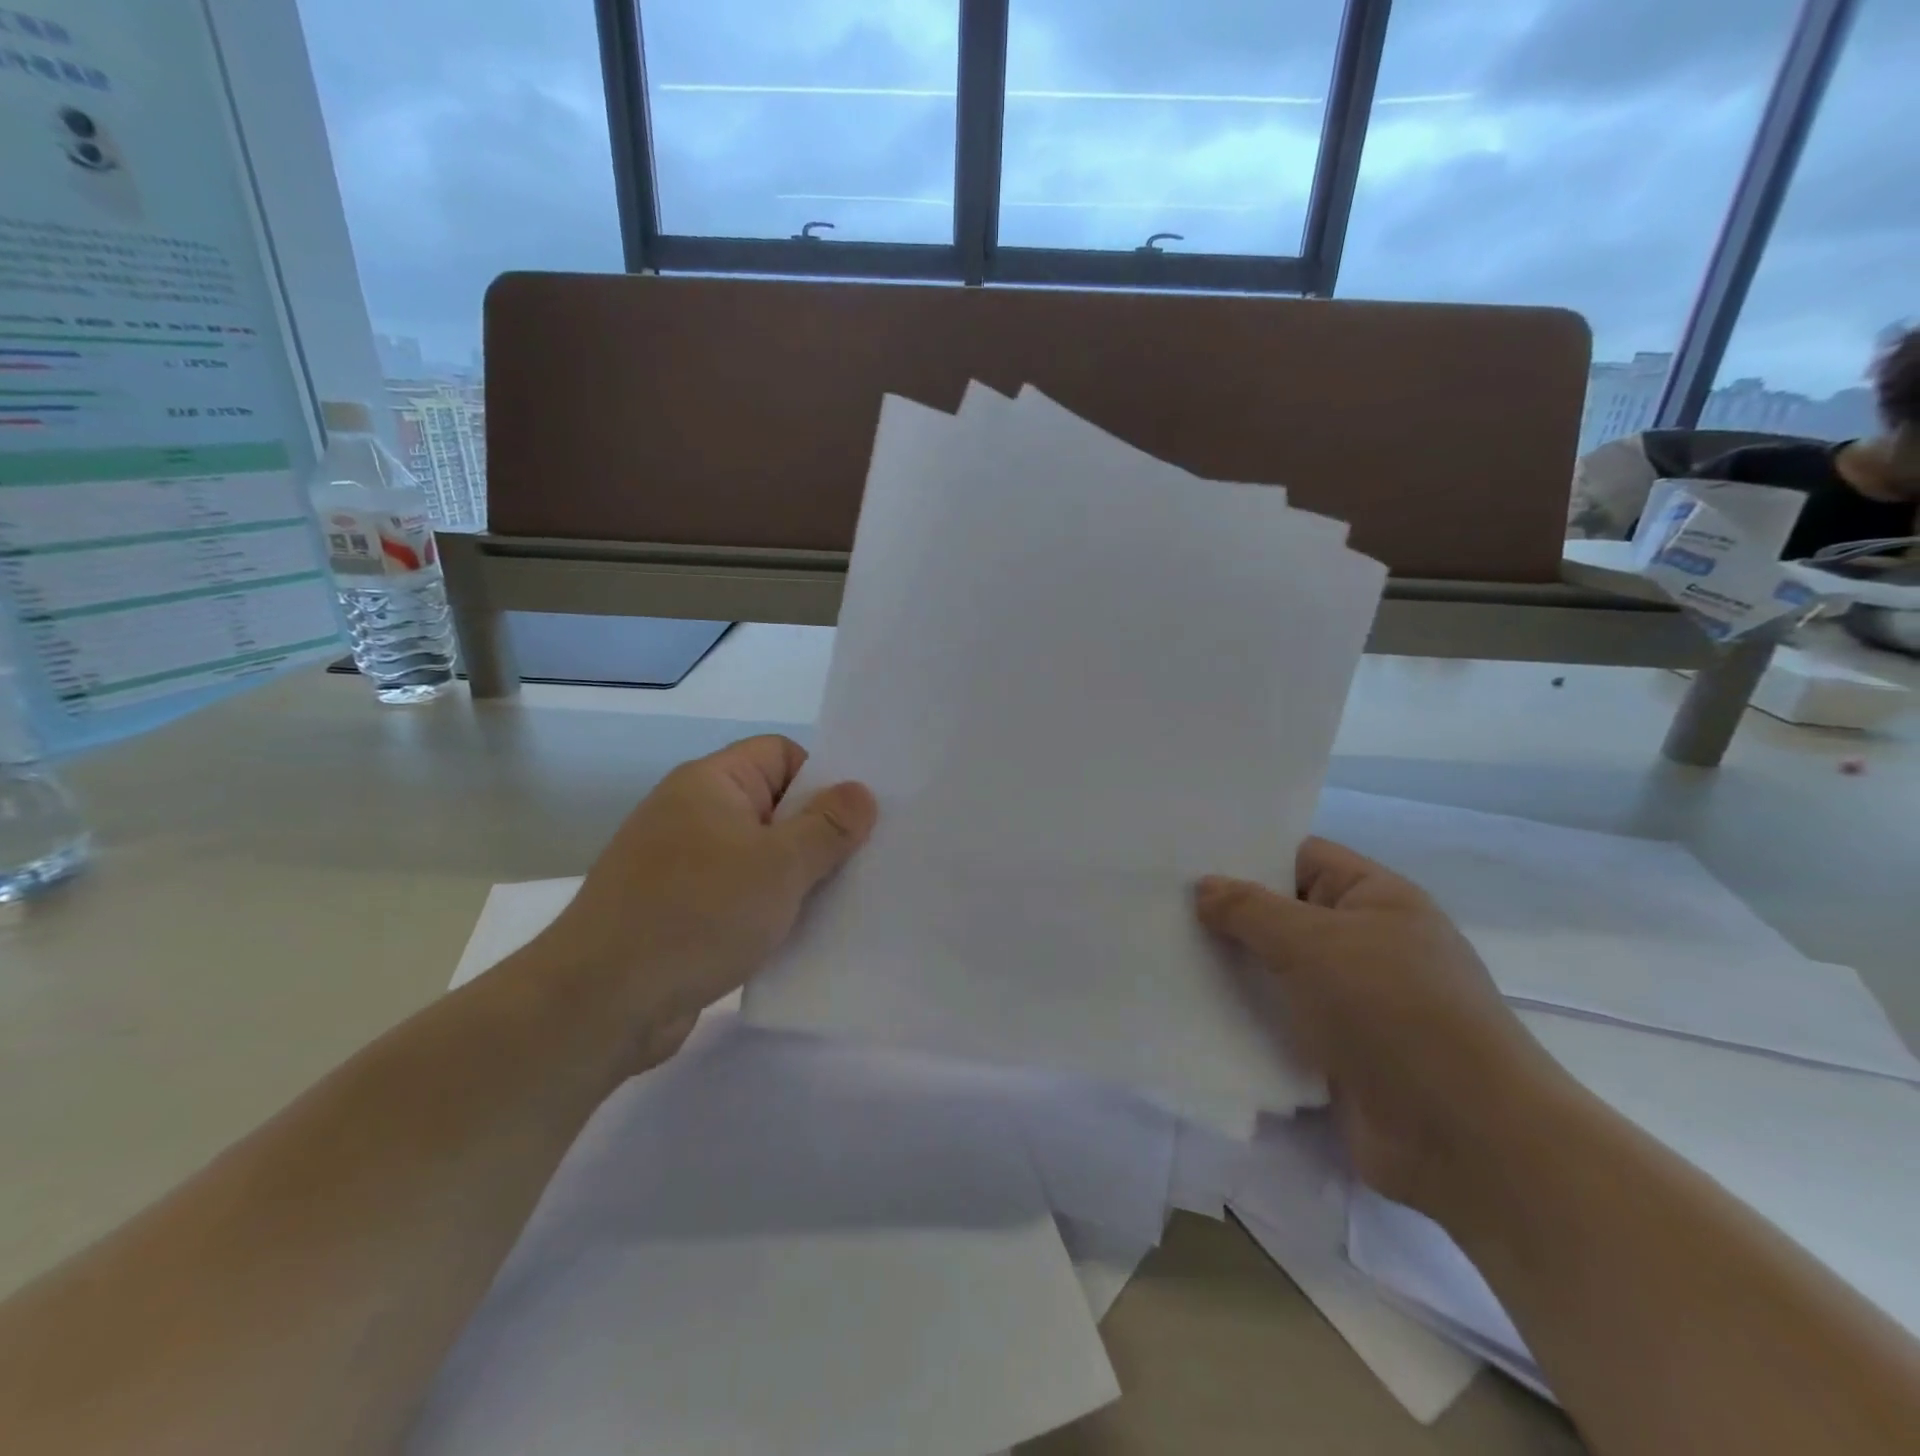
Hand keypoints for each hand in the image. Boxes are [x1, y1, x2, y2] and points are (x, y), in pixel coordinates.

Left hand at [534, 736, 875, 1070]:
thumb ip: (828, 827)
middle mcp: (694, 815)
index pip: (781, 754)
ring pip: (761, 857)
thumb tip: (862, 792)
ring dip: (798, 879)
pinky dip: (770, 911)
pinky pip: (741, 897)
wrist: (600, 1003)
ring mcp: (684, 866)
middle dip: (819, 834)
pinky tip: (802, 935)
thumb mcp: (779, 866)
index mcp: (711, 784)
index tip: (858, 819)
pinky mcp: (681, 913)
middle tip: (866, 861)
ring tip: (844, 901)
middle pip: (775, 806)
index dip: (823, 778)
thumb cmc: (696, 914)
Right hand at [1195, 838, 1571, 1218]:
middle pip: (1284, 914)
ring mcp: (1356, 1001)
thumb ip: (1249, 909)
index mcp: (1377, 898)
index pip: (1301, 857)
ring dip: (1232, 968)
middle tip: (1161, 906)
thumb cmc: (1392, 1012)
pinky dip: (1246, 1015)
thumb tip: (1204, 887)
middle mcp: (1368, 943)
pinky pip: (1283, 1019)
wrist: (1465, 1140)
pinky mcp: (1340, 1052)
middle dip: (1228, 914)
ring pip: (1278, 970)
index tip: (1185, 859)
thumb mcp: (1313, 943)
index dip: (1247, 854)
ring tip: (1165, 953)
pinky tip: (1193, 1009)